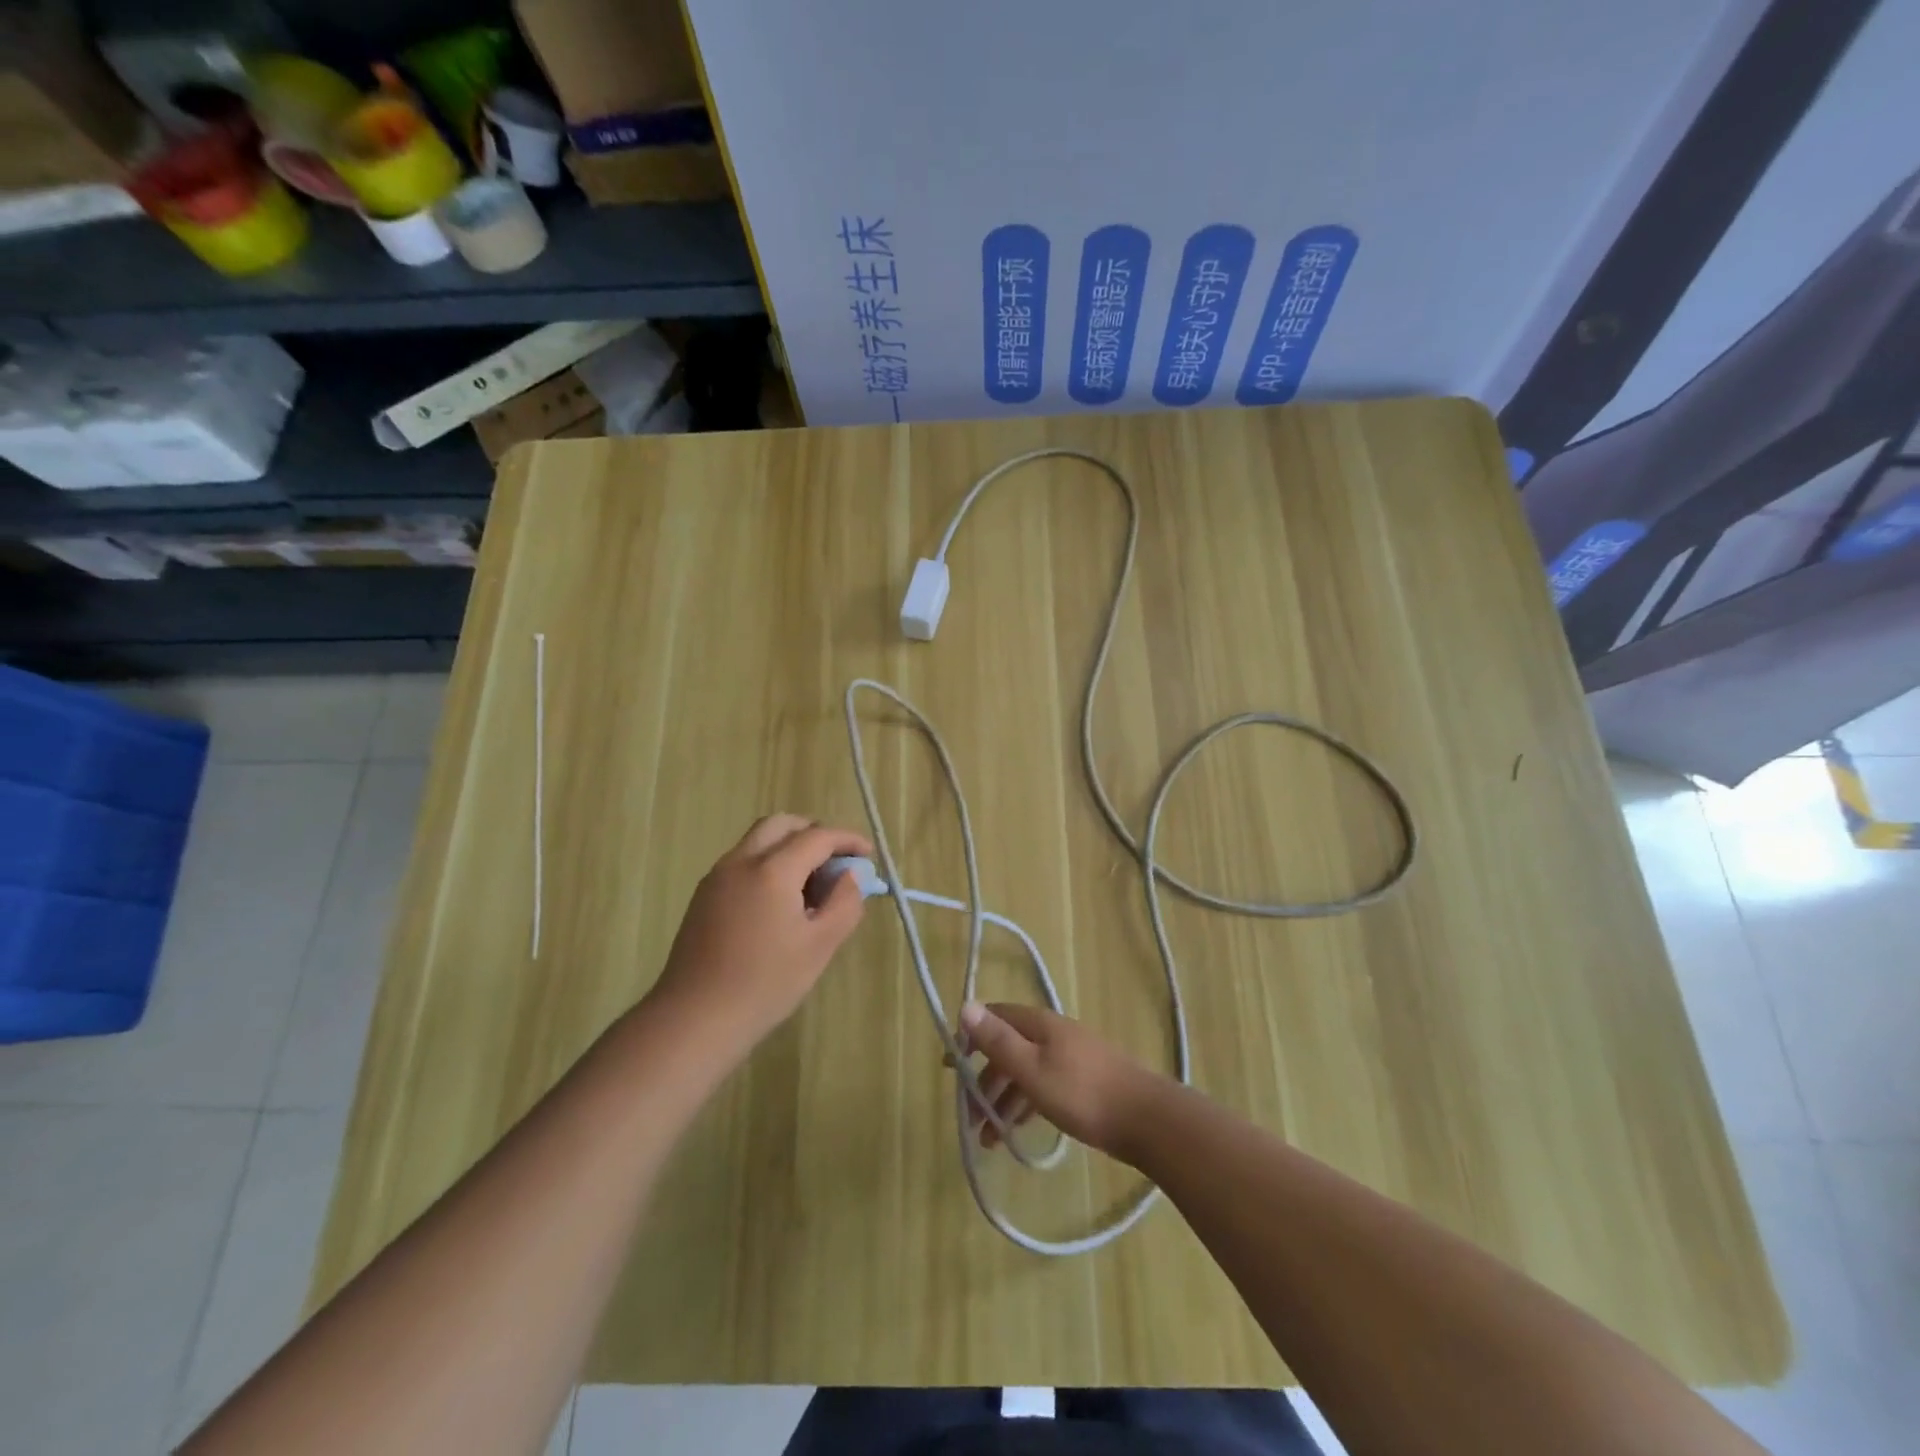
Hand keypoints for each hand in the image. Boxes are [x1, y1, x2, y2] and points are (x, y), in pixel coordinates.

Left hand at [648, 814, 872, 1059]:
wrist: (694, 1019)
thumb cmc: (765, 984)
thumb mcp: (820, 946)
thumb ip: (844, 903)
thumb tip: (850, 876)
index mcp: (772, 870)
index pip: (817, 836)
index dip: (847, 840)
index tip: (868, 854)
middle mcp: (741, 861)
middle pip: (782, 825)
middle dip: (814, 833)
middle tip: (836, 861)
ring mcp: (717, 877)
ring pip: (759, 841)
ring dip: (789, 848)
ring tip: (811, 886)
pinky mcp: (704, 896)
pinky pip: (743, 862)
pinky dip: (768, 864)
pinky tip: (780, 902)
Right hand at [958, 1002, 1160, 1160]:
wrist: (1146, 1120)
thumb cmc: (1082, 1093)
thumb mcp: (1032, 1069)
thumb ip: (998, 1041)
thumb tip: (965, 1005)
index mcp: (1039, 1024)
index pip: (995, 1017)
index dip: (969, 1036)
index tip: (951, 1066)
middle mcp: (1052, 1034)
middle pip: (1008, 1048)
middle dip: (983, 1079)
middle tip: (968, 1114)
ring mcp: (1069, 1057)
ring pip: (1025, 1072)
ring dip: (1002, 1100)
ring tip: (988, 1140)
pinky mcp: (1082, 1082)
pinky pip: (1042, 1087)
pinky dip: (1024, 1106)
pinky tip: (1016, 1132)